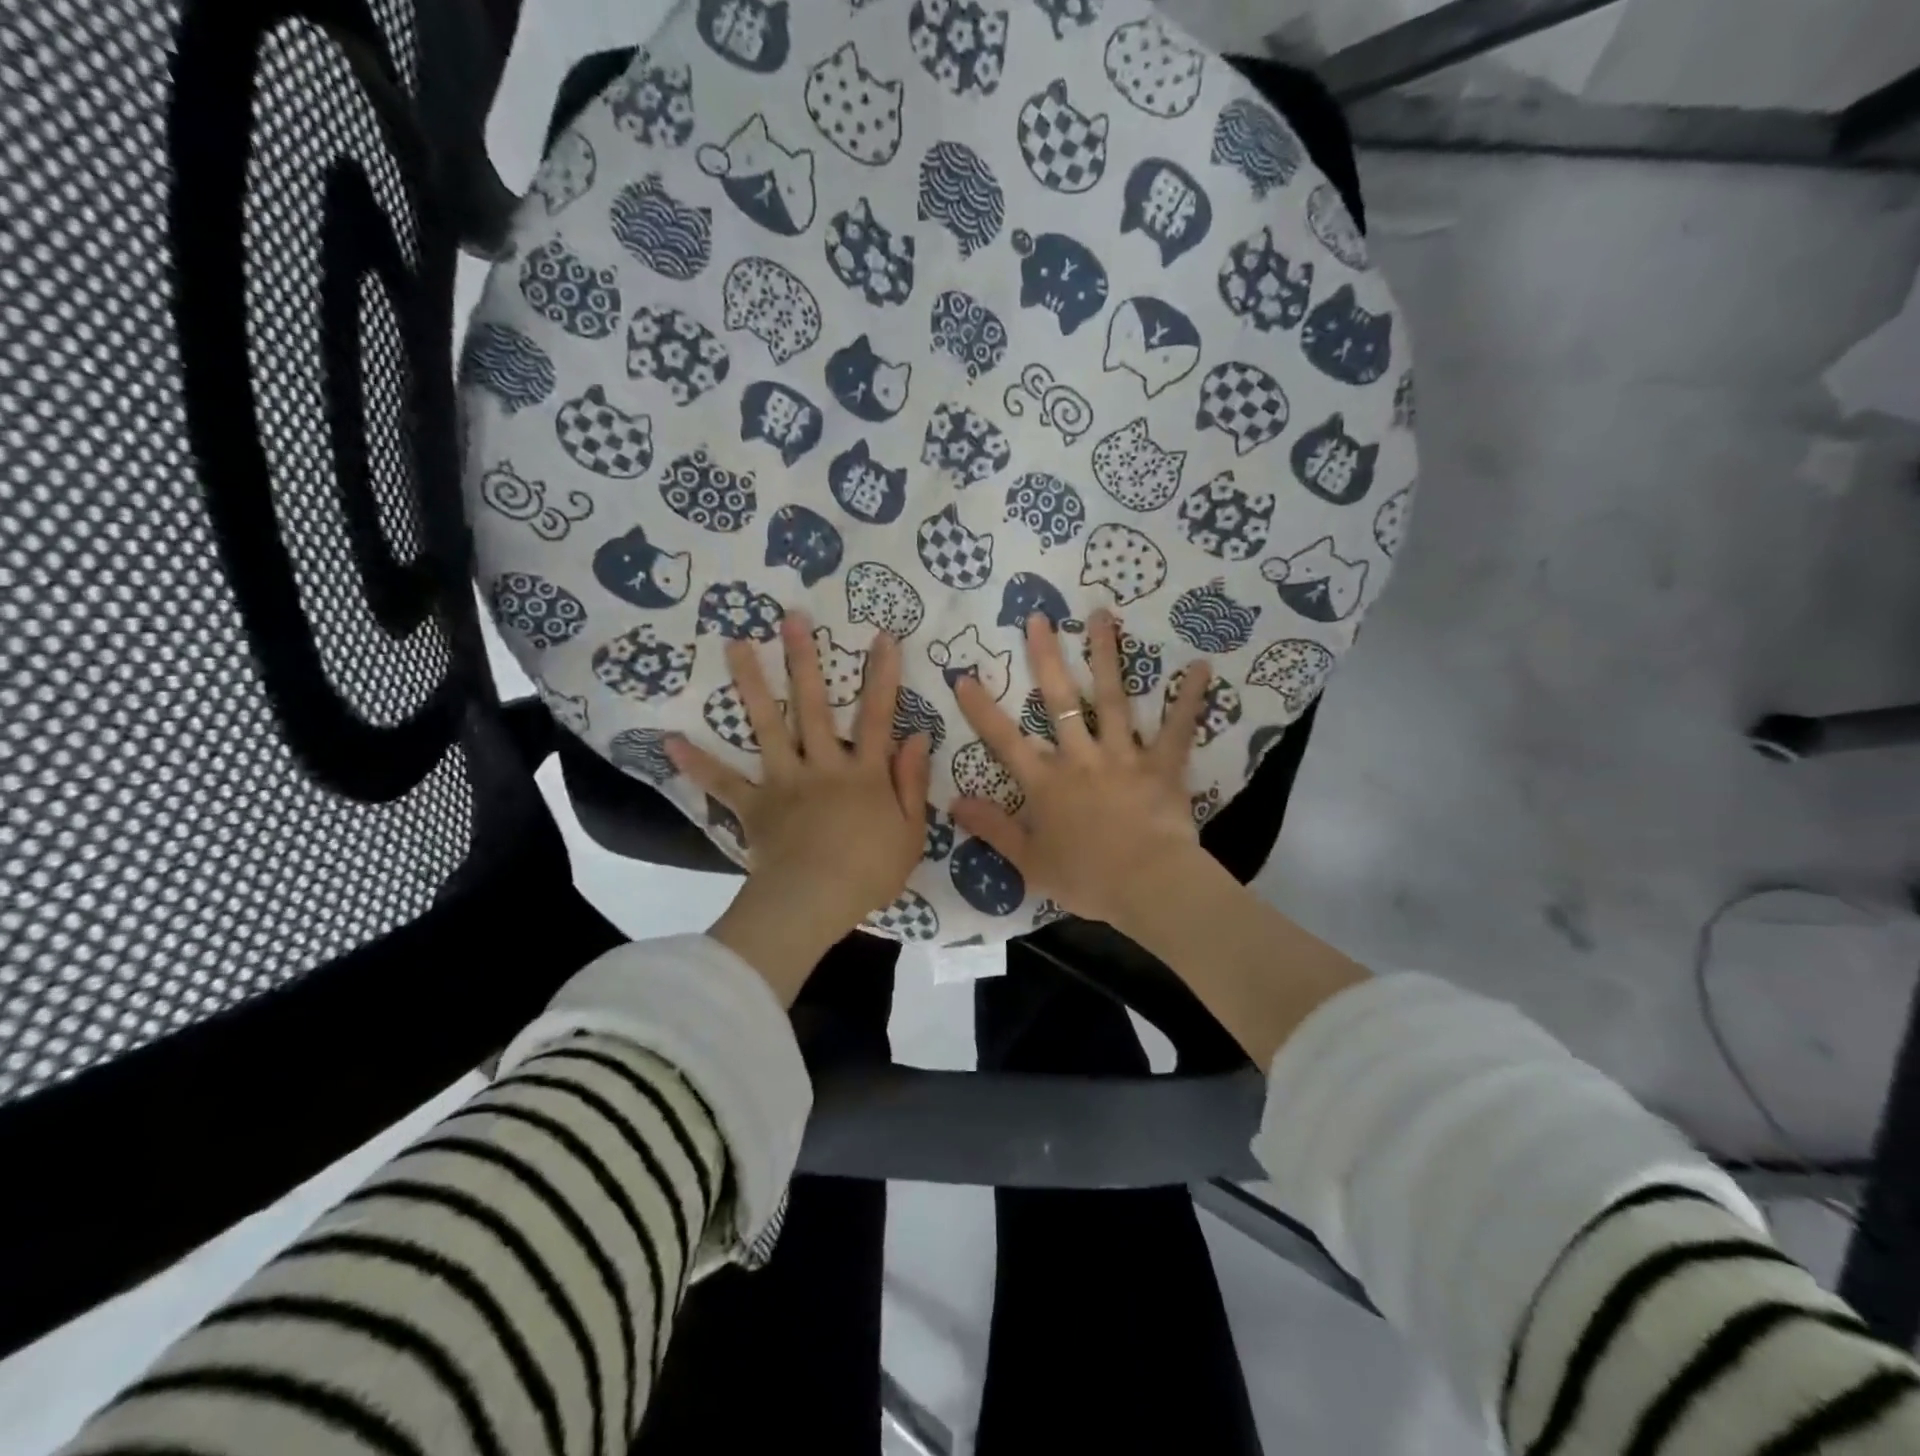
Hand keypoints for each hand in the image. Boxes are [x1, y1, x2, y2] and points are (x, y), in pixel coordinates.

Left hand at [667, 611, 930, 1002]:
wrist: (814, 903)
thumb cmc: (869, 871)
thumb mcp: (910, 831)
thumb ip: (912, 782)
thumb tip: (917, 736)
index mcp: (863, 773)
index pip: (877, 716)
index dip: (882, 676)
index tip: (882, 636)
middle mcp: (822, 765)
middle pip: (814, 706)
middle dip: (805, 660)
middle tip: (791, 618)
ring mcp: (784, 782)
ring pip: (767, 726)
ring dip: (752, 683)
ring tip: (735, 643)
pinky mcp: (755, 805)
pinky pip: (724, 782)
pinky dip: (698, 764)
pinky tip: (671, 741)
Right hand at [949, 610, 1213, 930]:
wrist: (1149, 886)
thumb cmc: (1087, 878)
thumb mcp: (1029, 861)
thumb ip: (992, 828)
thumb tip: (952, 802)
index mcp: (1046, 783)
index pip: (1004, 740)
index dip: (982, 709)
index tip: (963, 675)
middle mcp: (1081, 758)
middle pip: (1059, 701)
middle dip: (1046, 658)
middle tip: (1038, 617)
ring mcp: (1124, 756)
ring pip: (1112, 699)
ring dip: (1106, 656)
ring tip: (1101, 616)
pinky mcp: (1162, 766)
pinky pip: (1176, 728)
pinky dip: (1189, 698)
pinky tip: (1199, 666)